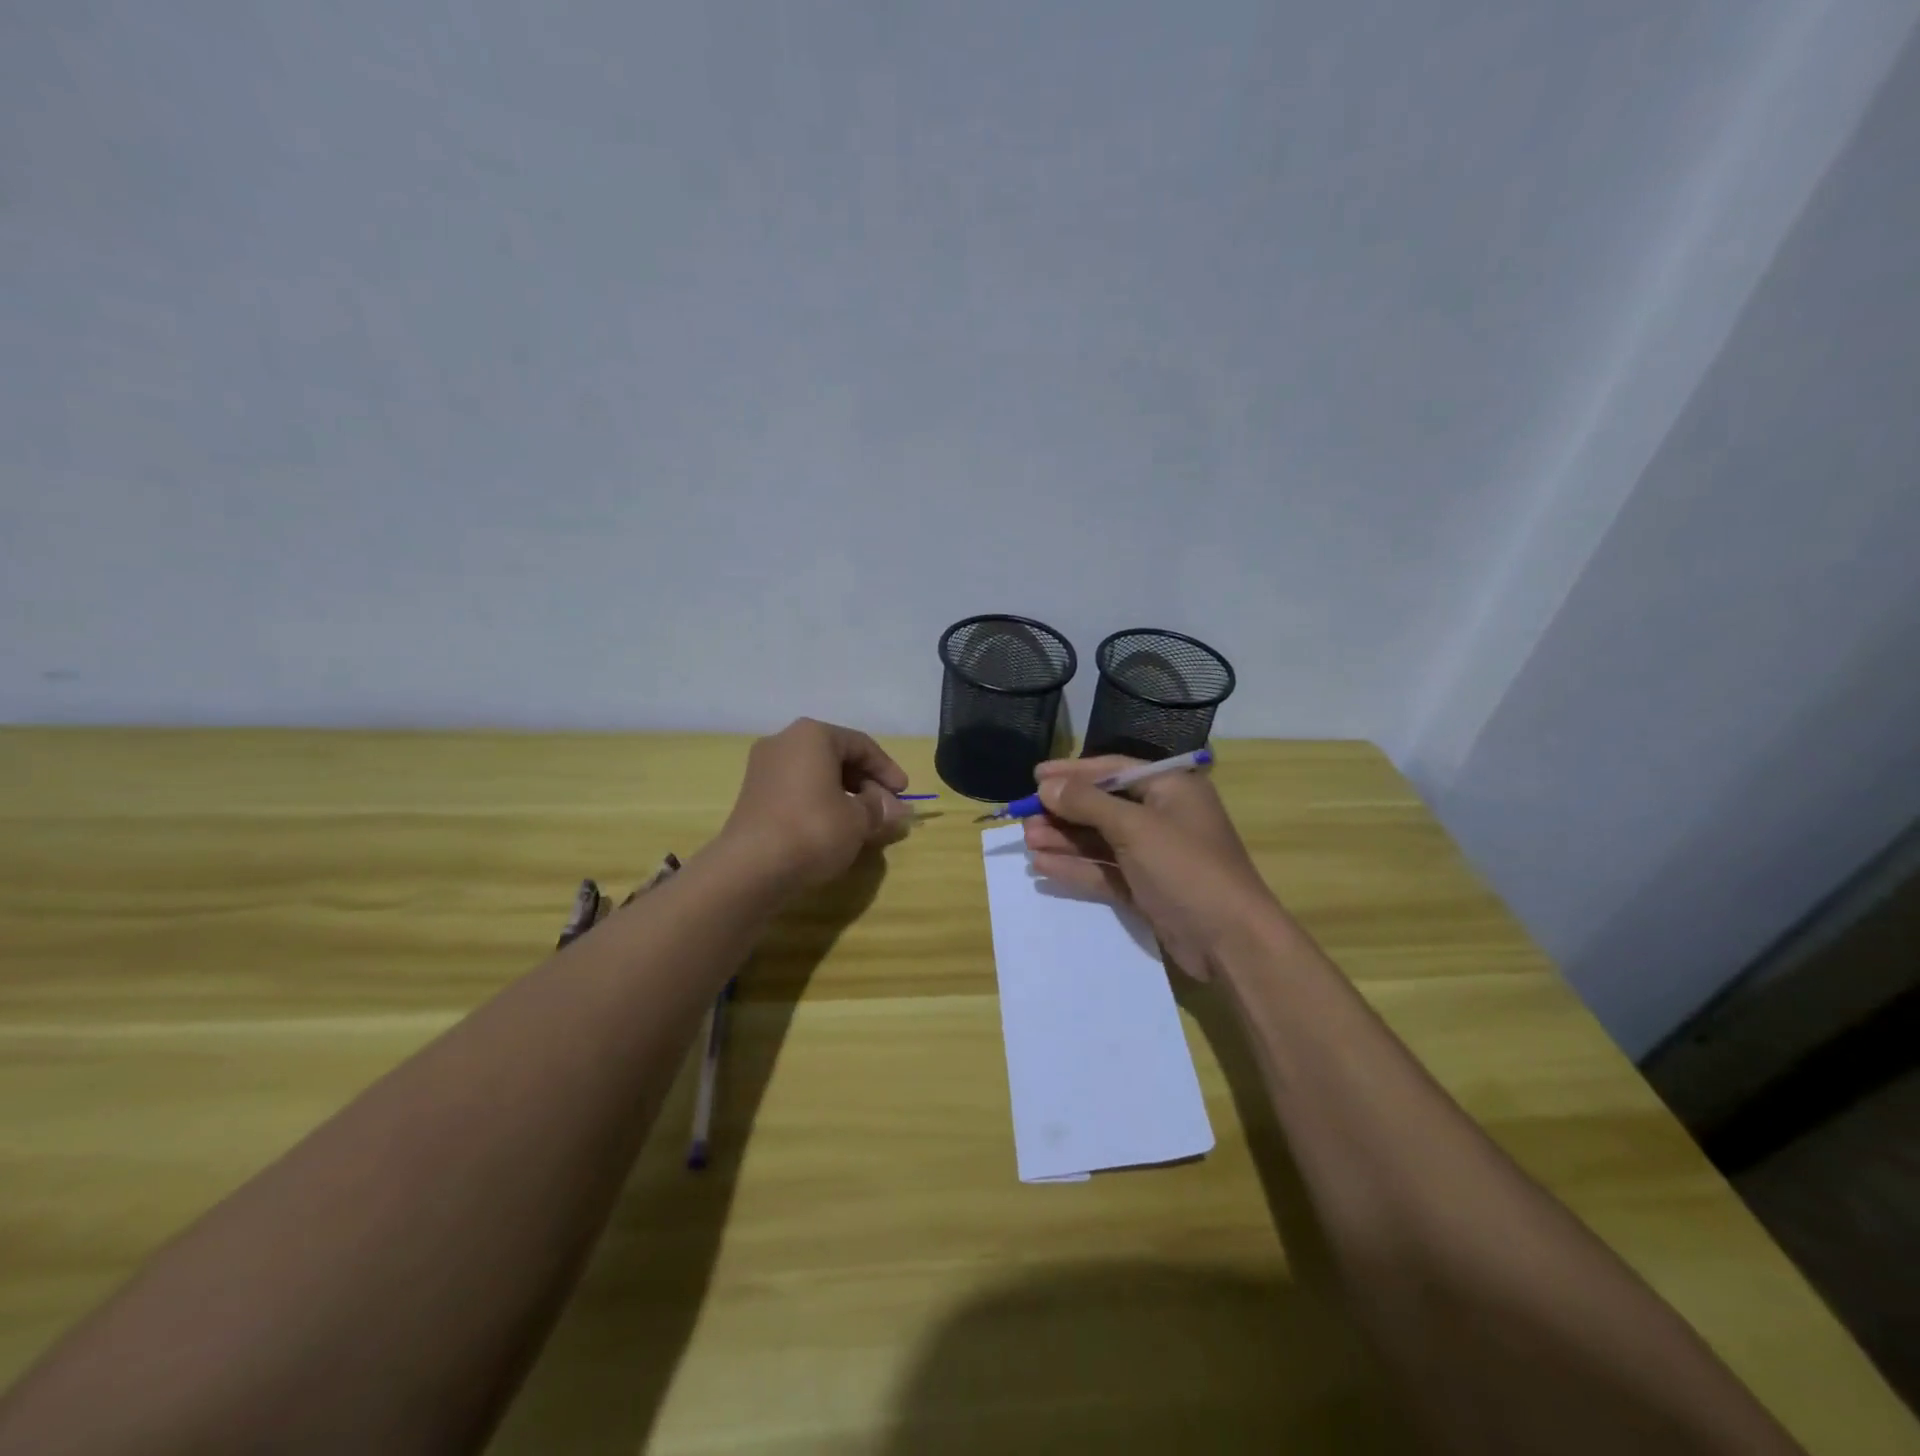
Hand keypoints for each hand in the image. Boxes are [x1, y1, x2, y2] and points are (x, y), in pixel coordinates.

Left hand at [717, 719, 913, 889]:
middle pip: (837, 756)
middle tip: (886, 809)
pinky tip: (833, 826)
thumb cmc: (814, 829)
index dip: (887, 769)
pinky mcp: (753, 794)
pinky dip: (820, 801)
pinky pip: (797, 789)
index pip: (861, 745)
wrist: (751, 867)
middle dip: (866, 783)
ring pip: (816, 774)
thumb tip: (896, 809)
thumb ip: (880, 808)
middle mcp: (784, 741)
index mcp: (813, 735)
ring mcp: (764, 767)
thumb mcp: (859, 819)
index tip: (904, 794)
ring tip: (863, 820)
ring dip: (844, 794)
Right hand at [1023, 756, 1291, 978]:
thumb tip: (1046, 784)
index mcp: (1170, 788)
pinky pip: (1105, 870)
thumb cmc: (1186, 868)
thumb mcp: (1135, 827)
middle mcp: (1163, 816)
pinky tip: (1043, 865)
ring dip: (1065, 839)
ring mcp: (1155, 855)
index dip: (1073, 772)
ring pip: (1100, 840)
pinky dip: (1076, 867)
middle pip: (1103, 806)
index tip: (1035, 776)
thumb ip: (1087, 803)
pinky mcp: (1146, 888)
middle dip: (1064, 811)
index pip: (1113, 770)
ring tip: (1027, 840)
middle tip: (1025, 816)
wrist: (1231, 941)